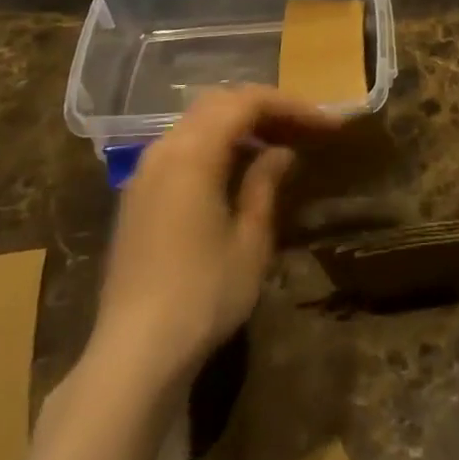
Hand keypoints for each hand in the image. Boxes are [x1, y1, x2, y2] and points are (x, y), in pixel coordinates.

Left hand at [89, 87, 338, 387]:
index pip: (247, 102)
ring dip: (238, 125)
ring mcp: (145, 171)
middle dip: (264, 109)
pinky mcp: (137, 195)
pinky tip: (237, 171)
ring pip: (198, 122)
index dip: (290, 106)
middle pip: (220, 103)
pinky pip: (181, 147)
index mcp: (193, 151)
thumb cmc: (202, 297)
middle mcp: (165, 148)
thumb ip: (265, 185)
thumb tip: (281, 153)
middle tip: (303, 129)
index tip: (325, 124)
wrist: (133, 356)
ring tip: (276, 146)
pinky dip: (214, 144)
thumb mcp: (250, 242)